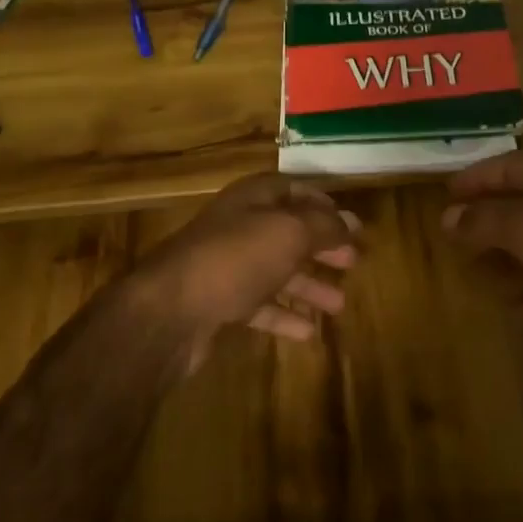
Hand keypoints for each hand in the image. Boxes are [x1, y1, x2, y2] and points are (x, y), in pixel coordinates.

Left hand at [131, 174, 360, 371]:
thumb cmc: (235, 259)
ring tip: (339, 305)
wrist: (170, 311)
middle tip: (352, 263)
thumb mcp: (288, 233)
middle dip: (320, 247)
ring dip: (307, 286)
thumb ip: (324, 226)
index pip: (291, 189)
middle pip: (286, 232)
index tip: (349, 222)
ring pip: (275, 271)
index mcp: (251, 200)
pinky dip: (283, 316)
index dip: (321, 203)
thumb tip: (352, 221)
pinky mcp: (218, 304)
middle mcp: (237, 228)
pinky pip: (258, 306)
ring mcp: (225, 267)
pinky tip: (308, 332)